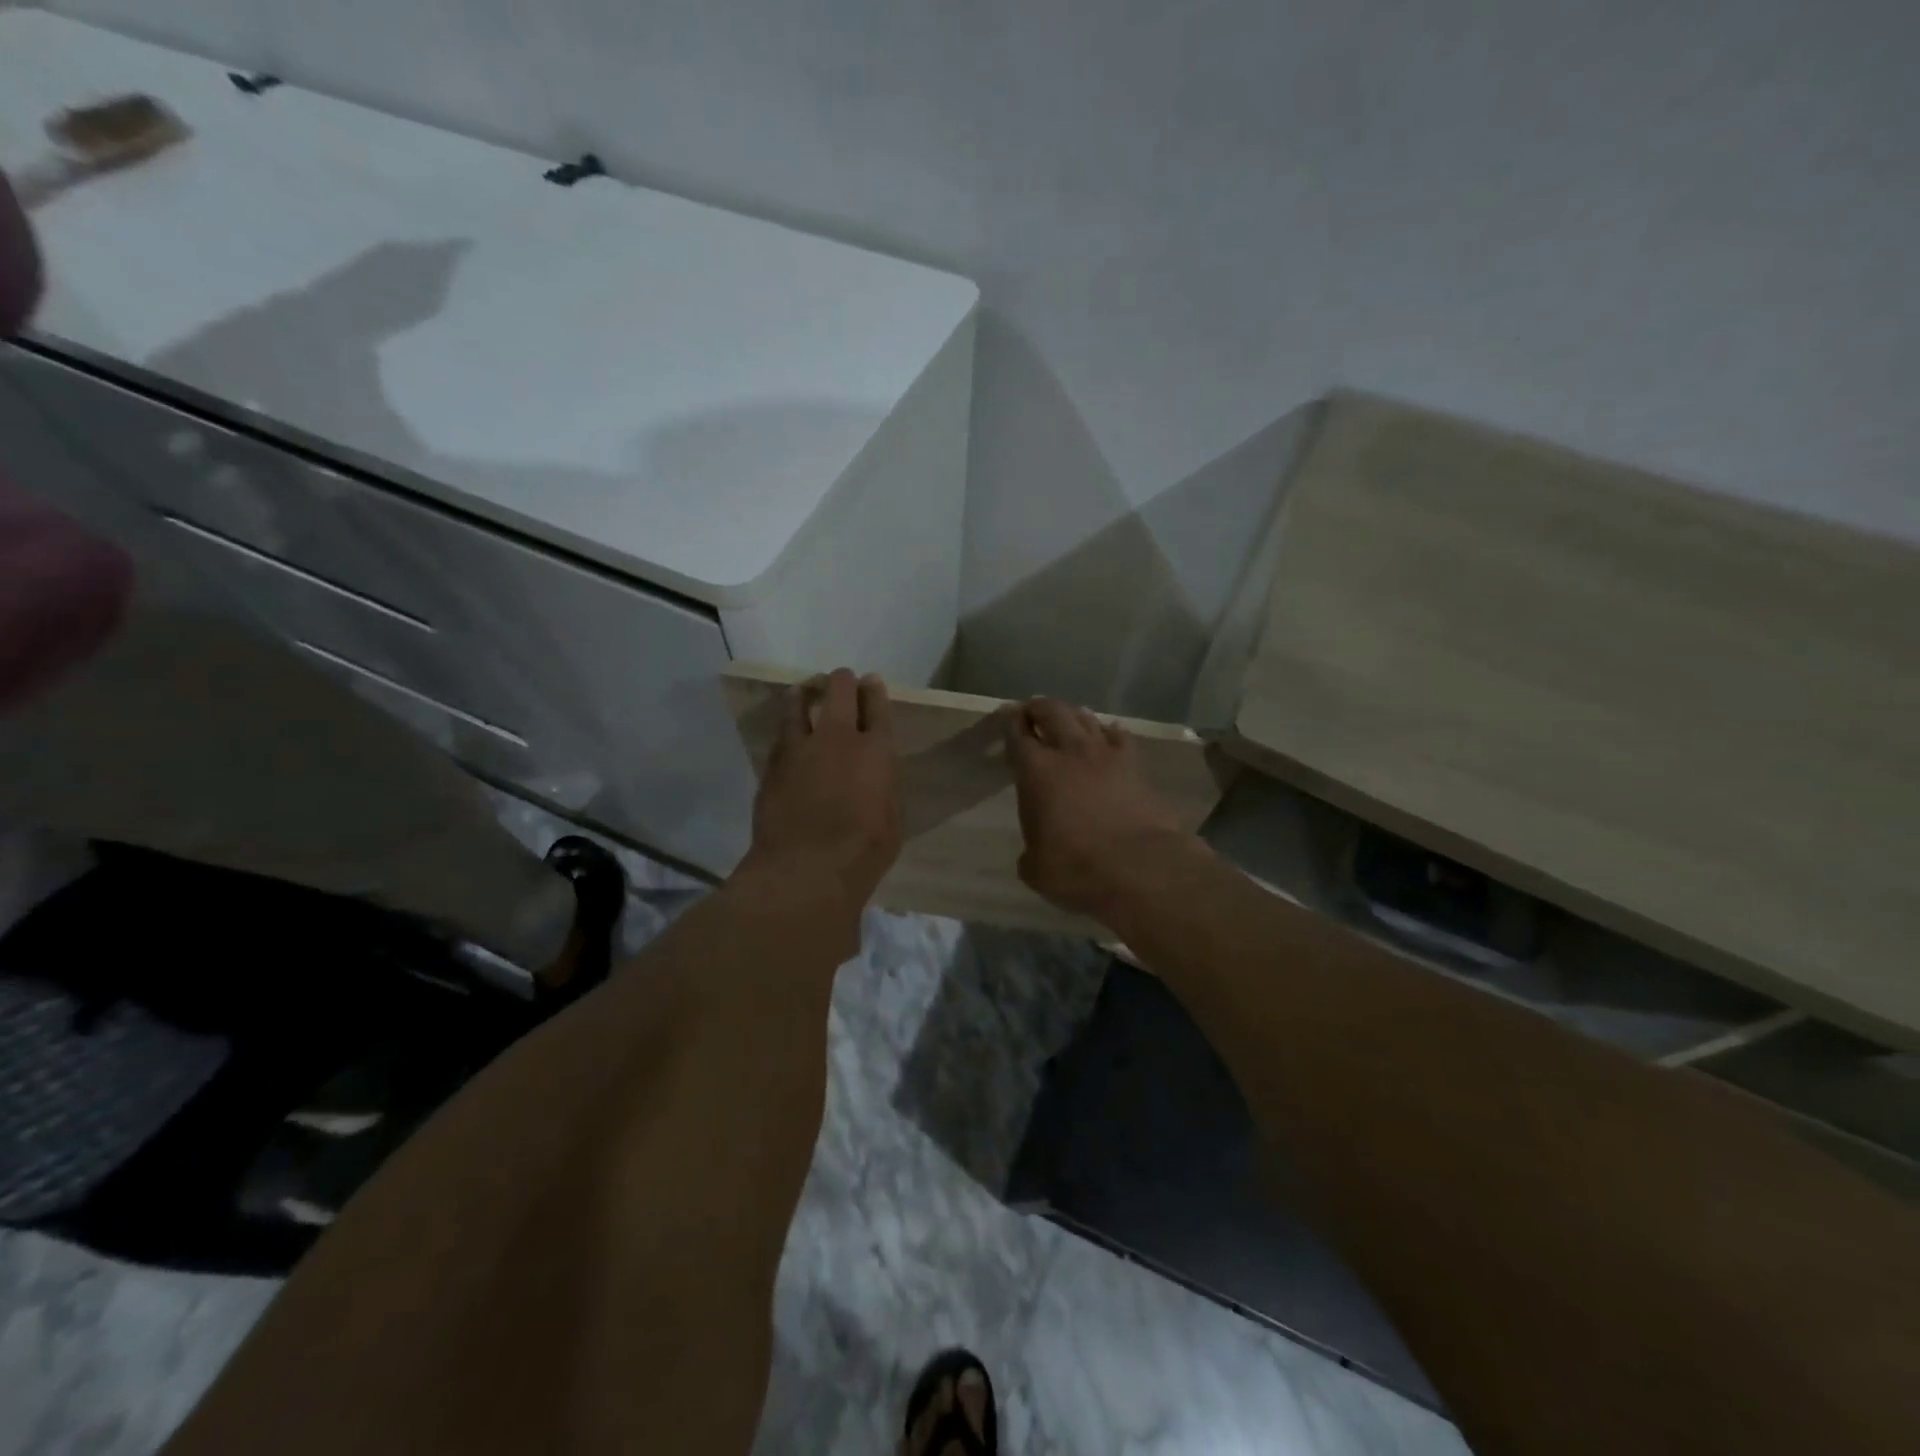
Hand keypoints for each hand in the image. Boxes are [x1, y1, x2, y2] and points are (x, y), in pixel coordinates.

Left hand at [739, 668, 901, 910]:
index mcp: (876, 752)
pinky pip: (780, 737)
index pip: (877, 708)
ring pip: (799, 705)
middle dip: (842, 681)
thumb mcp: (891, 821)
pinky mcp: (772, 766)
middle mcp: (838, 739)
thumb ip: (882, 791)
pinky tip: (787, 732)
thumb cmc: (863, 853)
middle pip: (839, 692)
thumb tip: (874, 783)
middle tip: (841, 680)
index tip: (871, 681)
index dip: (875, 691)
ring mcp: (800, 750)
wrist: (806, 870)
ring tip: (803, 692)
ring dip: (804, 695)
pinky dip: (786, 729)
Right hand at [1002, 697, 1196, 921]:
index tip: (1009, 716)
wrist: (1140, 867)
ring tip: (1067, 718)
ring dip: (1072, 714)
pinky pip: (1119, 736)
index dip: (1011, 722)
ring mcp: (1106, 754)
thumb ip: (1031, 853)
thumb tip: (1035, 855)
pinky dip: (1109, 732)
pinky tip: (1108, 735)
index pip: (1018, 734)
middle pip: (1053, 712)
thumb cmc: (1076, 868)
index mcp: (1036, 771)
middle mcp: (1069, 752)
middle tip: (1033, 710)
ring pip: (1086, 718)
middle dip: (1040, 707)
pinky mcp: (1136, 765)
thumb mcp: (1036, 869)